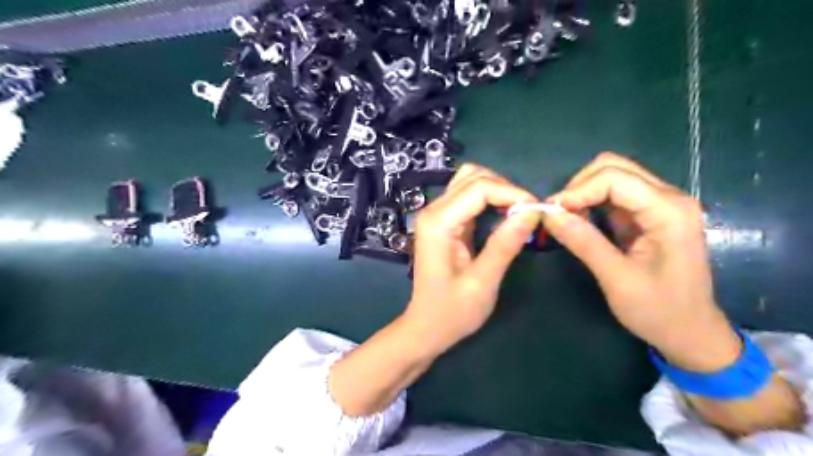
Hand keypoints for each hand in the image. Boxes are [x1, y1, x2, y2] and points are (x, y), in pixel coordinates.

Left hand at [404, 164, 538, 355]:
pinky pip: (468, 196)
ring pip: (469, 181)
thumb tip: (532, 211)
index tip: (537, 210)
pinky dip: (489, 198)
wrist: (426, 327)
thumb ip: (504, 244)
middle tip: (528, 213)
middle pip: (473, 177)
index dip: (511, 193)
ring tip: (518, 213)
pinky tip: (504, 215)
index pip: (478, 188)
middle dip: (505, 188)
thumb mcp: (482, 282)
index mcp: (438, 223)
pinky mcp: (443, 221)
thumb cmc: (451, 312)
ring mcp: (436, 214)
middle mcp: (433, 211)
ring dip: (497, 190)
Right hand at [538, 151, 741, 372]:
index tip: (550, 213)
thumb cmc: (659, 310)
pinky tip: (579, 223)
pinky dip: (590, 203)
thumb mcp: (617, 279)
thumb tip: (548, 214)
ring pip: (611, 177)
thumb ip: (583, 242)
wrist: (690, 332)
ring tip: (564, 220)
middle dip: (578, 186)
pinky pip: (612, 196)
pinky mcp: (648, 215)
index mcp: (669, 211)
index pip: (614, 178)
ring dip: (582, 193)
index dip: (577, 190)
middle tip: (557, 214)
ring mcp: (659, 205)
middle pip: (613, 168)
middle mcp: (667, 198)